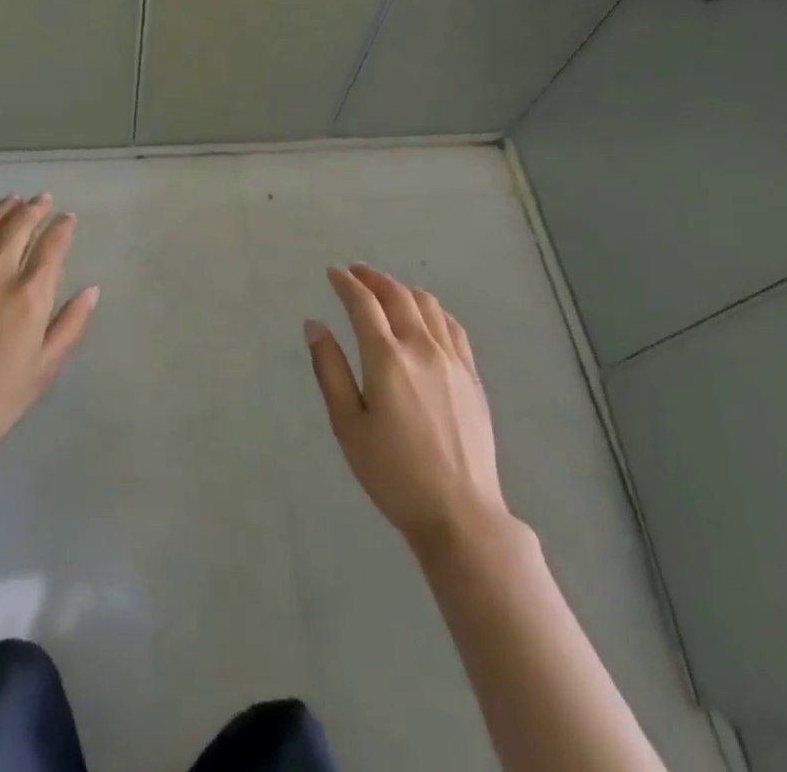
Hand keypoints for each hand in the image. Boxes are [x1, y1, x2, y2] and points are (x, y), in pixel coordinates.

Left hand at [0, 195, 98, 464]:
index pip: (52, 247)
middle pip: (18, 227)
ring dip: (1, 210)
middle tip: (43, 199)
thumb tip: (91, 290)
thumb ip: (70, 325)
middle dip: (34, 209)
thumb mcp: (44, 370)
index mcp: (29, 295)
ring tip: (12, 200)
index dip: (62, 228)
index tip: (68, 218)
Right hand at [306, 263, 508, 545]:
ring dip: (402, 288)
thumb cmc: (393, 474)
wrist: (460, 513)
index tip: (332, 273)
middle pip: (397, 295)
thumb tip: (314, 325)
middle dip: (372, 278)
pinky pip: (452, 326)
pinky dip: (432, 309)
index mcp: (387, 358)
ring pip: (427, 305)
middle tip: (355, 272)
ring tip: (386, 289)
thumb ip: (330, 370)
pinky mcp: (472, 375)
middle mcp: (421, 347)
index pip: (363, 304)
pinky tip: (425, 315)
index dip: (346, 283)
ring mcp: (452, 359)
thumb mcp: (348, 425)